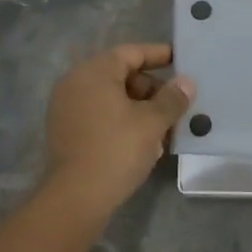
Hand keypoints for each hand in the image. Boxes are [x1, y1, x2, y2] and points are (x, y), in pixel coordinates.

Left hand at [41, 44, 194, 219]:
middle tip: (175, 106)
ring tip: (164, 130)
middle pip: (121, 75)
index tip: (181, 60)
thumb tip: (186, 82)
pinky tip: (143, 143)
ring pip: (111, 98)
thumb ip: (171, 98)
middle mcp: (76, 82)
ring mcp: (66, 107)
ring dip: (139, 109)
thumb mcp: (152, 123)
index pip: (131, 53)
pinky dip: (121, 121)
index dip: (159, 55)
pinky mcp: (65, 131)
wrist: (75, 198)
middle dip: (151, 90)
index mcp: (94, 71)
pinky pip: (99, 115)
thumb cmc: (116, 150)